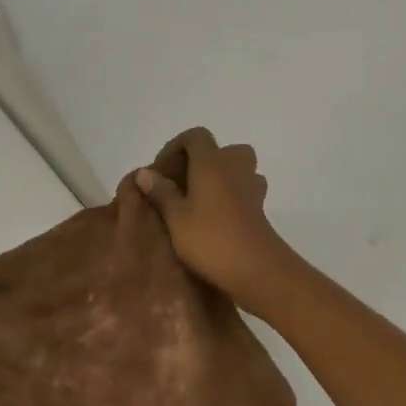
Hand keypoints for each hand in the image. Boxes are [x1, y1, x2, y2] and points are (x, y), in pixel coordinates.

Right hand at [135, 128, 298, 312]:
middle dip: (201, 162)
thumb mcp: (176, 218)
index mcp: (212, 162)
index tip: (161, 171)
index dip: (176, 146)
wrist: (257, 269)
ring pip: (237, 169)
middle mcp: (235, 167)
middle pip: (221, 150)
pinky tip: (217, 217)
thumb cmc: (211, 239)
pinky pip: (244, 189)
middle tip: (183, 185)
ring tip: (199, 201)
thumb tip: (145, 171)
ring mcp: (252, 187)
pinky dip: (231, 195)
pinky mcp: (260, 208)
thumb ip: (161, 192)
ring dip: (219, 178)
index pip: (196, 136)